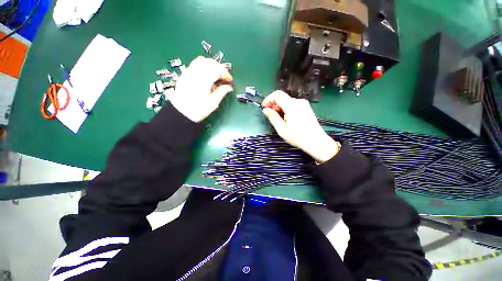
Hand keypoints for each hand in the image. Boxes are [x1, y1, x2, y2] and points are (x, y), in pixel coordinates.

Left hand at [169, 56, 232, 122]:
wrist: (181, 112)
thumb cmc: (198, 109)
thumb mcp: (213, 103)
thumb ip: (222, 92)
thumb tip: (229, 87)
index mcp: (204, 80)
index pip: (218, 70)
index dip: (226, 74)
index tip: (229, 80)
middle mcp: (196, 73)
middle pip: (211, 62)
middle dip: (220, 68)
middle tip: (224, 77)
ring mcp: (189, 72)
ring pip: (202, 60)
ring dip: (212, 65)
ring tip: (216, 74)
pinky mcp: (185, 74)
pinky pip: (195, 63)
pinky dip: (203, 65)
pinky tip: (206, 74)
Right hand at [262, 91, 340, 162]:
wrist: (316, 142)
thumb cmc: (297, 136)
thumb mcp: (281, 128)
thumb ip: (272, 117)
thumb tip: (265, 109)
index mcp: (292, 105)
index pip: (277, 94)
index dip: (268, 99)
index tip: (263, 107)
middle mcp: (298, 101)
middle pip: (282, 98)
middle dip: (274, 105)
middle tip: (270, 115)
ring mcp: (304, 104)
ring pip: (287, 102)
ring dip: (280, 108)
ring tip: (278, 119)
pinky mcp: (306, 108)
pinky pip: (293, 105)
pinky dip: (286, 109)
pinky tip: (286, 119)